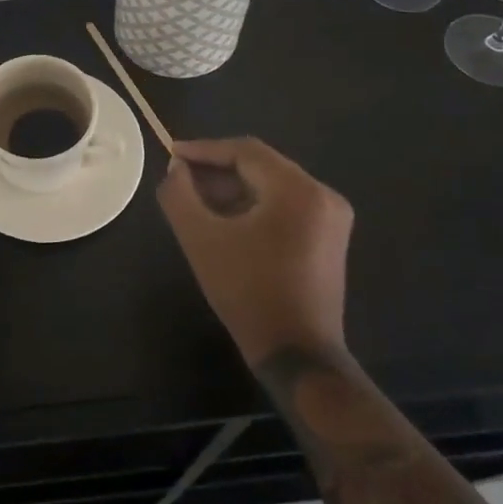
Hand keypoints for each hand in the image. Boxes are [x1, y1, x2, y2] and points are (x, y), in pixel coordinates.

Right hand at [155, 137, 353, 365]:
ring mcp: (331, 218)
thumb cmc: (247, 291)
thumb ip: (179, 195)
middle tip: (180, 179)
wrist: (296, 353)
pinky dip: (254, 206)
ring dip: (233, 189)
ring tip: (197, 201)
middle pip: (261, 166)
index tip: (171, 154)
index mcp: (298, 190)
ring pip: (272, 186)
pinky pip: (285, 206)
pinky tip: (226, 221)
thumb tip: (176, 169)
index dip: (204, 150)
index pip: (245, 151)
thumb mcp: (201, 239)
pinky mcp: (329, 238)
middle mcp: (322, 195)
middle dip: (217, 171)